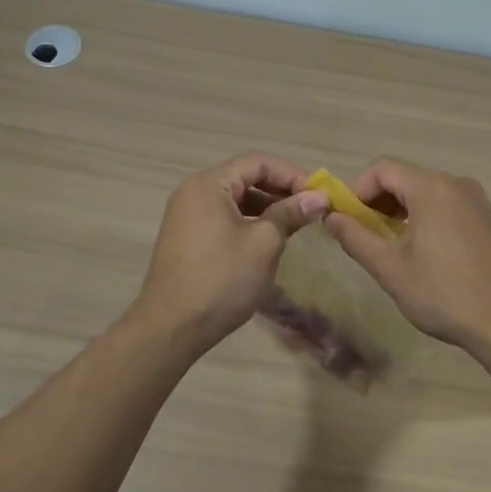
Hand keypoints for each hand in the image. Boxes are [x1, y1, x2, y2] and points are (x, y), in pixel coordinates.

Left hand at [129, 154, 330, 352]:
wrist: (171, 328)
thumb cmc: (221, 279)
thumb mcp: (263, 243)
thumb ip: (290, 214)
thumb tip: (319, 197)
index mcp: (208, 184)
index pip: (257, 163)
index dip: (291, 174)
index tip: (318, 194)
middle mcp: (193, 192)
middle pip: (245, 178)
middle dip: (280, 191)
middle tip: (311, 209)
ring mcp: (187, 215)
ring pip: (235, 200)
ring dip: (267, 208)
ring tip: (296, 225)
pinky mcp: (187, 238)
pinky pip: (224, 218)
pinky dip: (249, 222)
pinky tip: (269, 240)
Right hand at [321, 157, 490, 356]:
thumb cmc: (446, 295)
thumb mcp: (392, 269)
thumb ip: (356, 238)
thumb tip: (330, 217)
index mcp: (431, 188)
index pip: (381, 168)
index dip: (356, 190)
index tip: (345, 220)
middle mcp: (456, 183)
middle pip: (404, 177)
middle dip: (377, 201)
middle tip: (363, 235)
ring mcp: (477, 200)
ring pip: (426, 192)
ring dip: (400, 211)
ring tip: (390, 246)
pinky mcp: (489, 219)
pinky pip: (447, 205)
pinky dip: (425, 217)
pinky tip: (423, 252)